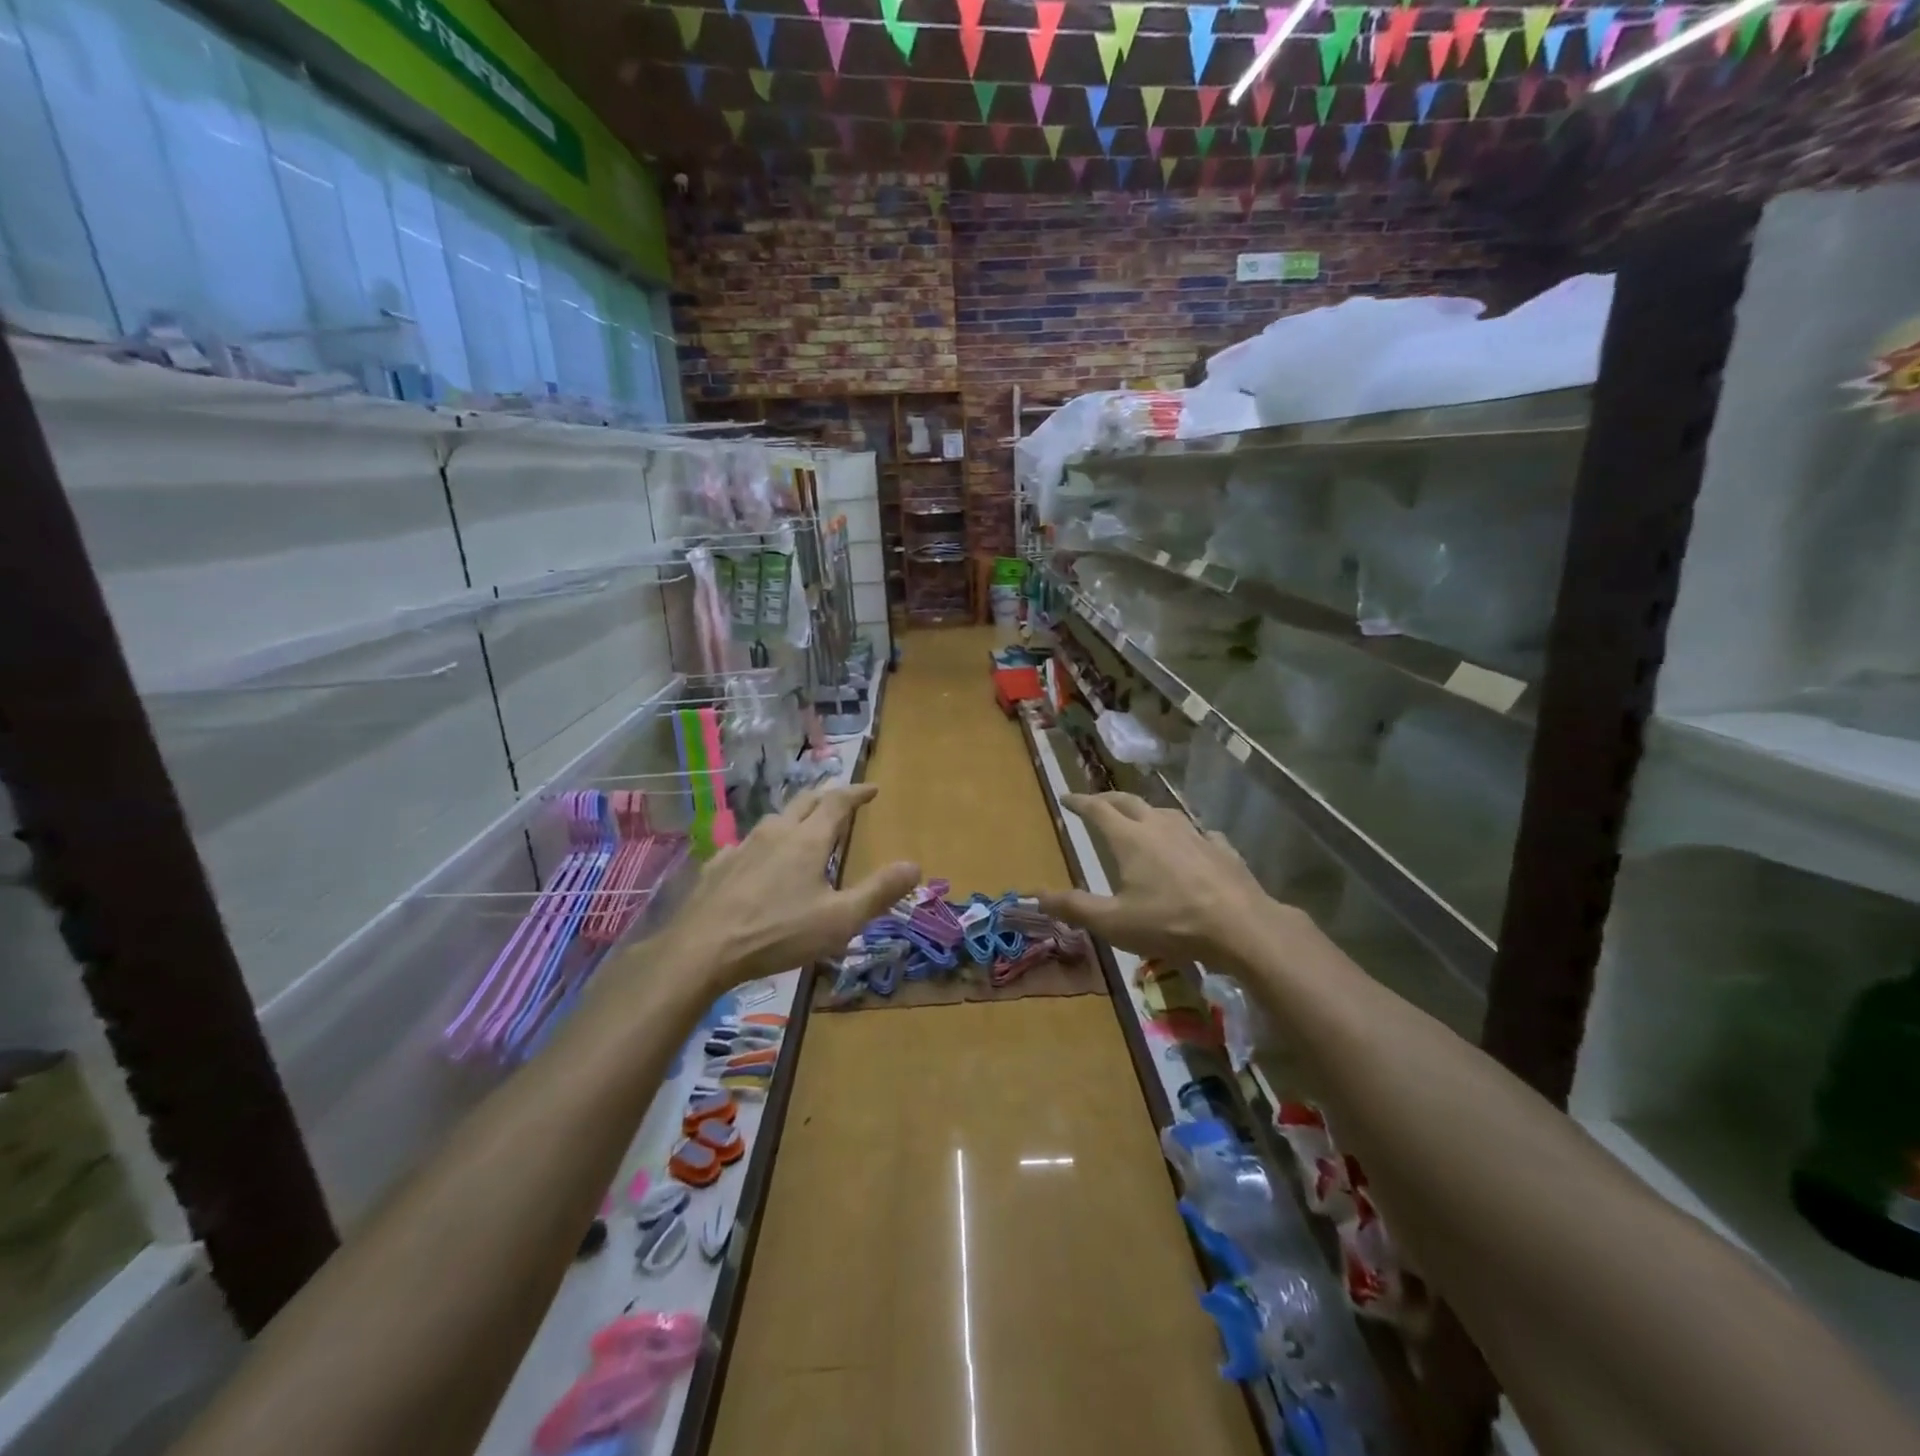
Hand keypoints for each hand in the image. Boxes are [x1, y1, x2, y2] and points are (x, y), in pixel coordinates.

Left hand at [654, 784, 918, 990]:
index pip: (838, 802)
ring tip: (803, 829)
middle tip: (841, 800)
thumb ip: (878, 892)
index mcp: (808, 840)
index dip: (857, 792)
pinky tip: (758, 860)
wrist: (703, 949)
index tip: (872, 789)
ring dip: (795, 817)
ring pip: (774, 819)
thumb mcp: (839, 919)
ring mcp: (743, 846)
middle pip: (805, 801)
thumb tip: (914, 865)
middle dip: (826, 796)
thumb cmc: (778, 933)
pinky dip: (763, 844)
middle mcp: (776, 832)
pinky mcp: (719, 865)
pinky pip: (747, 844)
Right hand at [1039, 792, 1298, 965]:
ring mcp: (1194, 834)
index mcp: (1130, 838)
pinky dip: (1185, 835)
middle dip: (1108, 799)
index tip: (1066, 797)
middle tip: (1096, 802)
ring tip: (1139, 820)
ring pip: (1163, 812)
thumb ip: (1075, 907)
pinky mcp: (1222, 848)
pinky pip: (1198, 833)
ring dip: (1145, 812)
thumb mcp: (1114, 923)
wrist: (1241, 927)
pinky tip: (1191, 845)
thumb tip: (1036, 895)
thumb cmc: (1171, 923)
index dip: (1079, 801)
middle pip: (1128, 801)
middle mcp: (1160, 826)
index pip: (1097, 809)